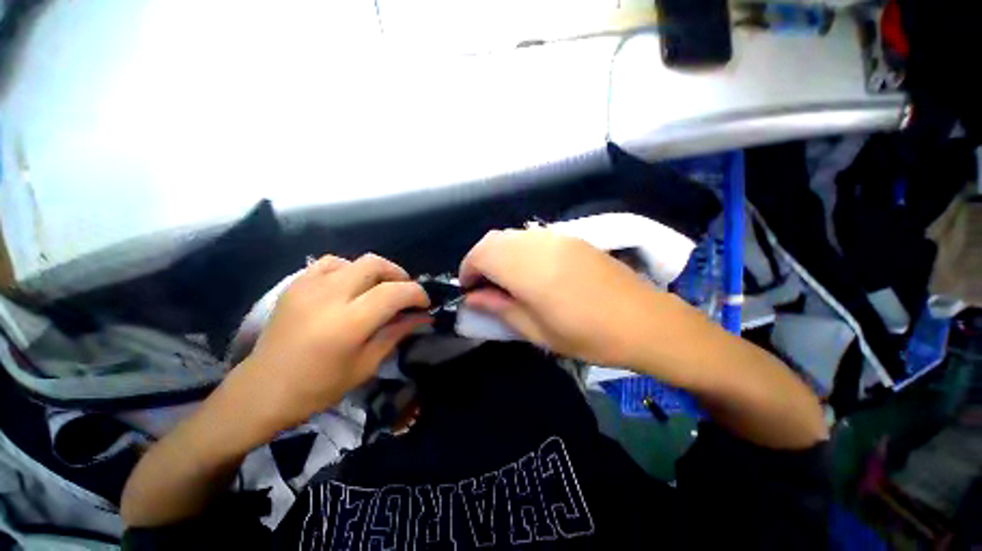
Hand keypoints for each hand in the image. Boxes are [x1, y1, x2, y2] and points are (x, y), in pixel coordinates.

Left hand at [236, 254, 429, 430]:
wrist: (263, 391)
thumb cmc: (319, 387)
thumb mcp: (367, 364)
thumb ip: (397, 333)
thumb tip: (423, 316)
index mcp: (348, 323)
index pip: (395, 292)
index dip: (417, 293)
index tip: (424, 304)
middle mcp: (329, 297)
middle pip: (376, 264)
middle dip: (399, 275)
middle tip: (404, 294)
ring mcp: (308, 286)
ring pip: (355, 260)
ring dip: (376, 272)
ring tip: (379, 290)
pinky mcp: (295, 285)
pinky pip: (331, 263)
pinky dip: (349, 269)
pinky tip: (350, 286)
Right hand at [459, 229, 662, 365]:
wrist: (645, 321)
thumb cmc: (589, 336)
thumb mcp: (538, 331)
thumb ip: (500, 308)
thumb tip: (473, 298)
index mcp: (530, 270)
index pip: (482, 255)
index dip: (468, 270)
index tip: (469, 290)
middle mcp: (540, 245)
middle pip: (494, 239)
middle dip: (480, 260)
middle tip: (484, 286)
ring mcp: (558, 237)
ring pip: (512, 235)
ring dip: (499, 253)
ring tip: (504, 280)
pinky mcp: (572, 238)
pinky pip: (532, 237)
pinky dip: (518, 250)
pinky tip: (529, 271)